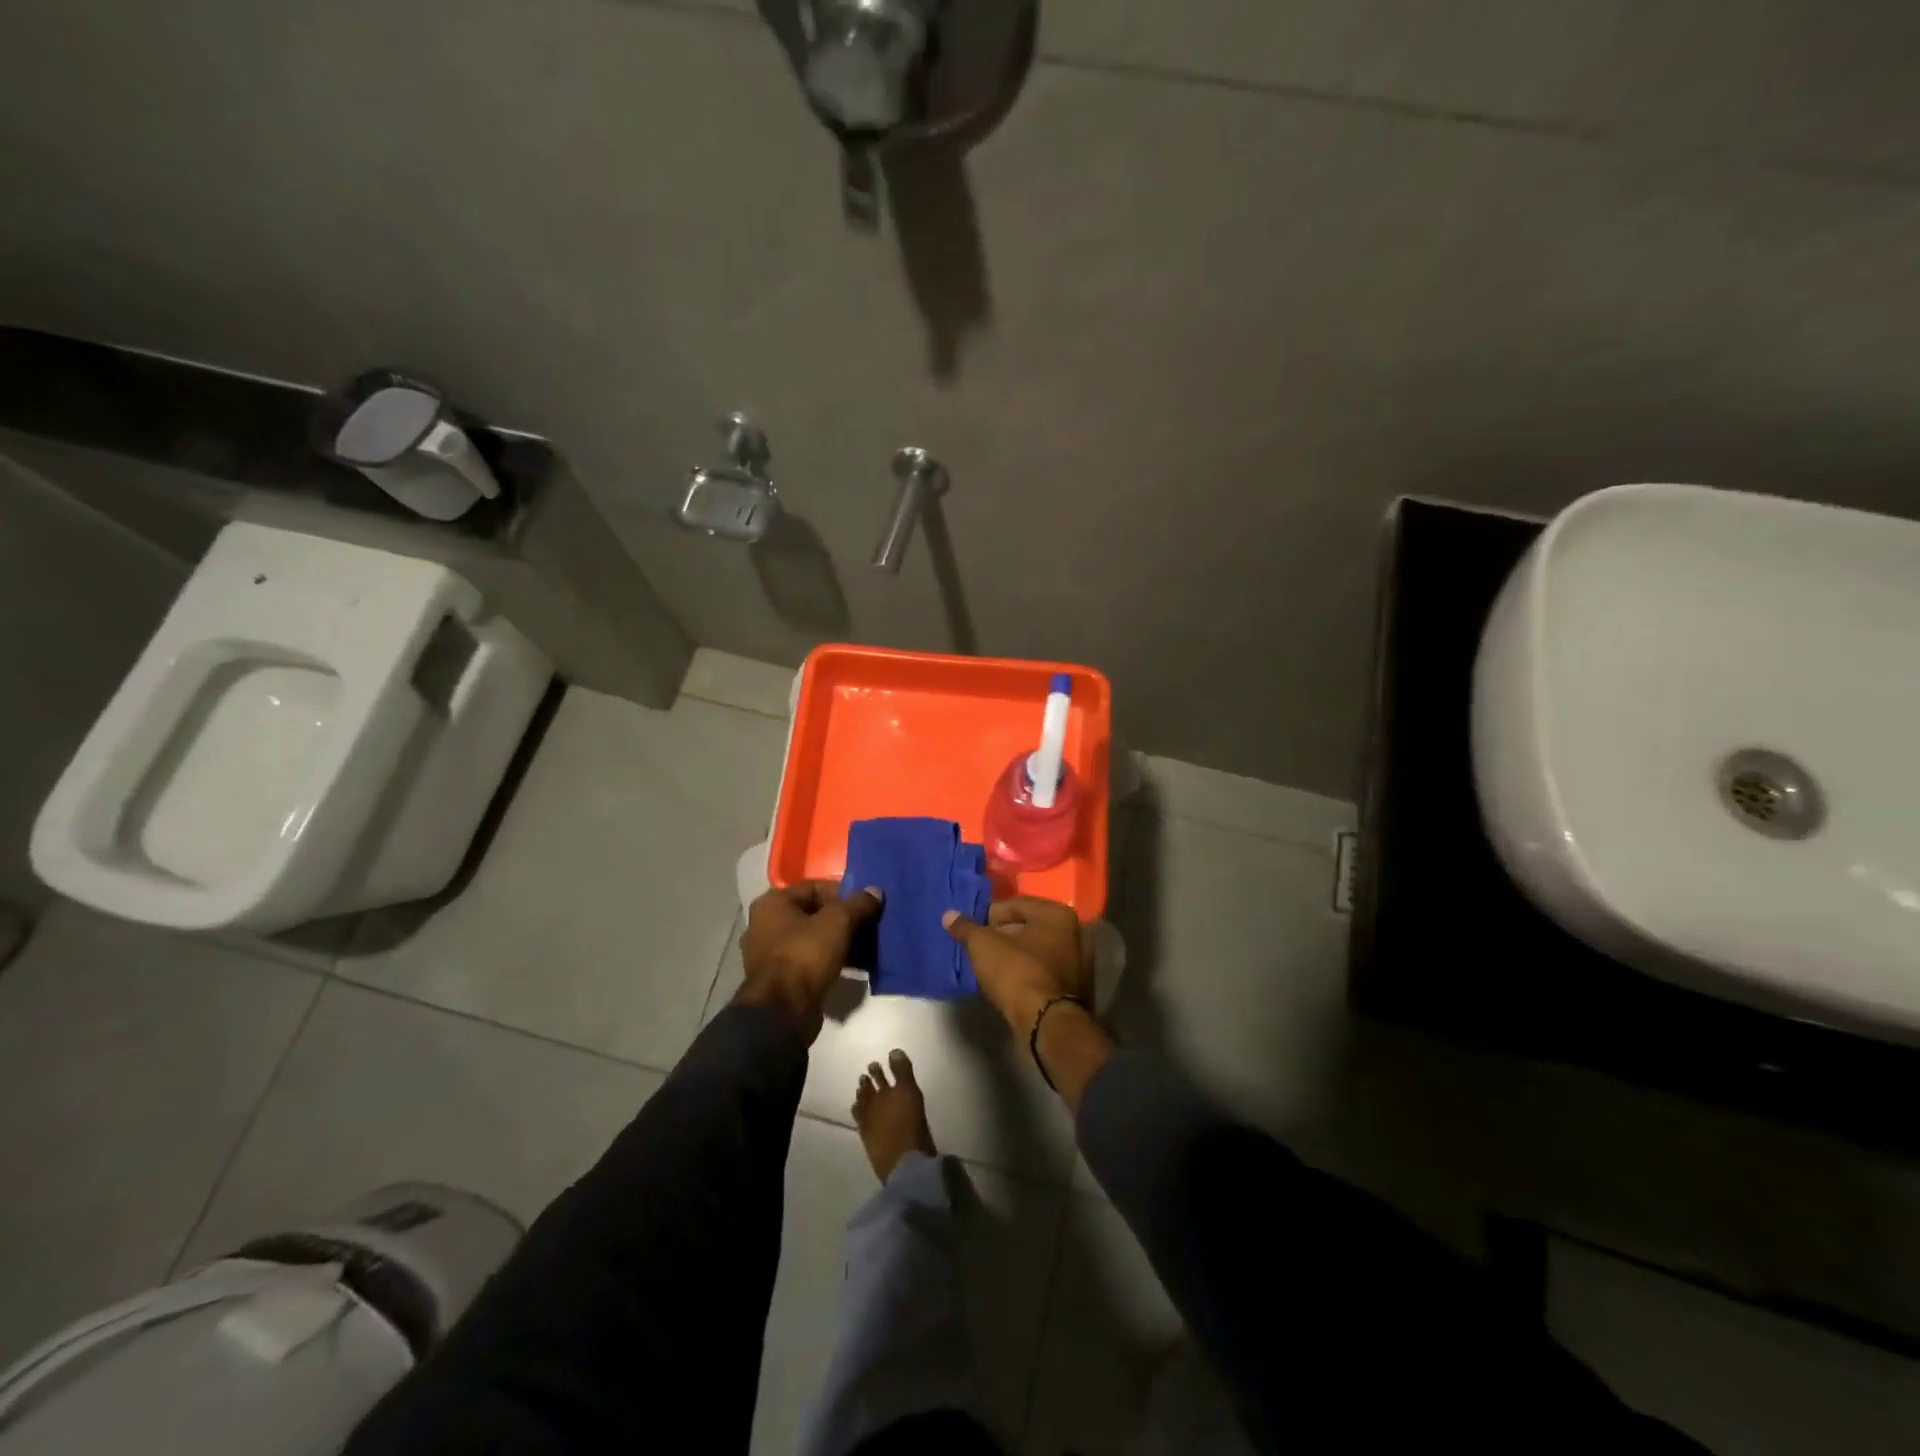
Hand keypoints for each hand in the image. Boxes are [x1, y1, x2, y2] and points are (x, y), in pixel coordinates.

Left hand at [737, 880, 881, 1041]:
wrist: (783, 1011)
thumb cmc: (806, 955)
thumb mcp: (839, 922)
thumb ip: (859, 904)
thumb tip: (875, 891)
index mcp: (773, 903)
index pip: (814, 887)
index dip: (843, 894)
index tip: (864, 906)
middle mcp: (765, 924)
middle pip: (813, 913)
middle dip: (843, 919)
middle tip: (867, 926)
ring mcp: (769, 953)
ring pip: (812, 938)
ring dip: (838, 941)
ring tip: (864, 947)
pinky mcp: (778, 978)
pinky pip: (808, 959)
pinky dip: (829, 959)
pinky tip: (852, 965)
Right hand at [942, 897, 1089, 1036]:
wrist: (1045, 1023)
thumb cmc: (1016, 972)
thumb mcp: (983, 945)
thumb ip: (965, 928)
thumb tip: (948, 915)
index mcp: (1057, 914)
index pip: (1014, 905)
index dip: (989, 917)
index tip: (974, 934)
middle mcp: (1074, 932)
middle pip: (1027, 926)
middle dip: (1002, 936)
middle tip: (981, 950)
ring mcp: (1078, 961)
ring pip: (1036, 950)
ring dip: (1014, 955)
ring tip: (991, 967)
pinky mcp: (1074, 986)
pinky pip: (1042, 970)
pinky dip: (1026, 972)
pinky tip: (1009, 983)